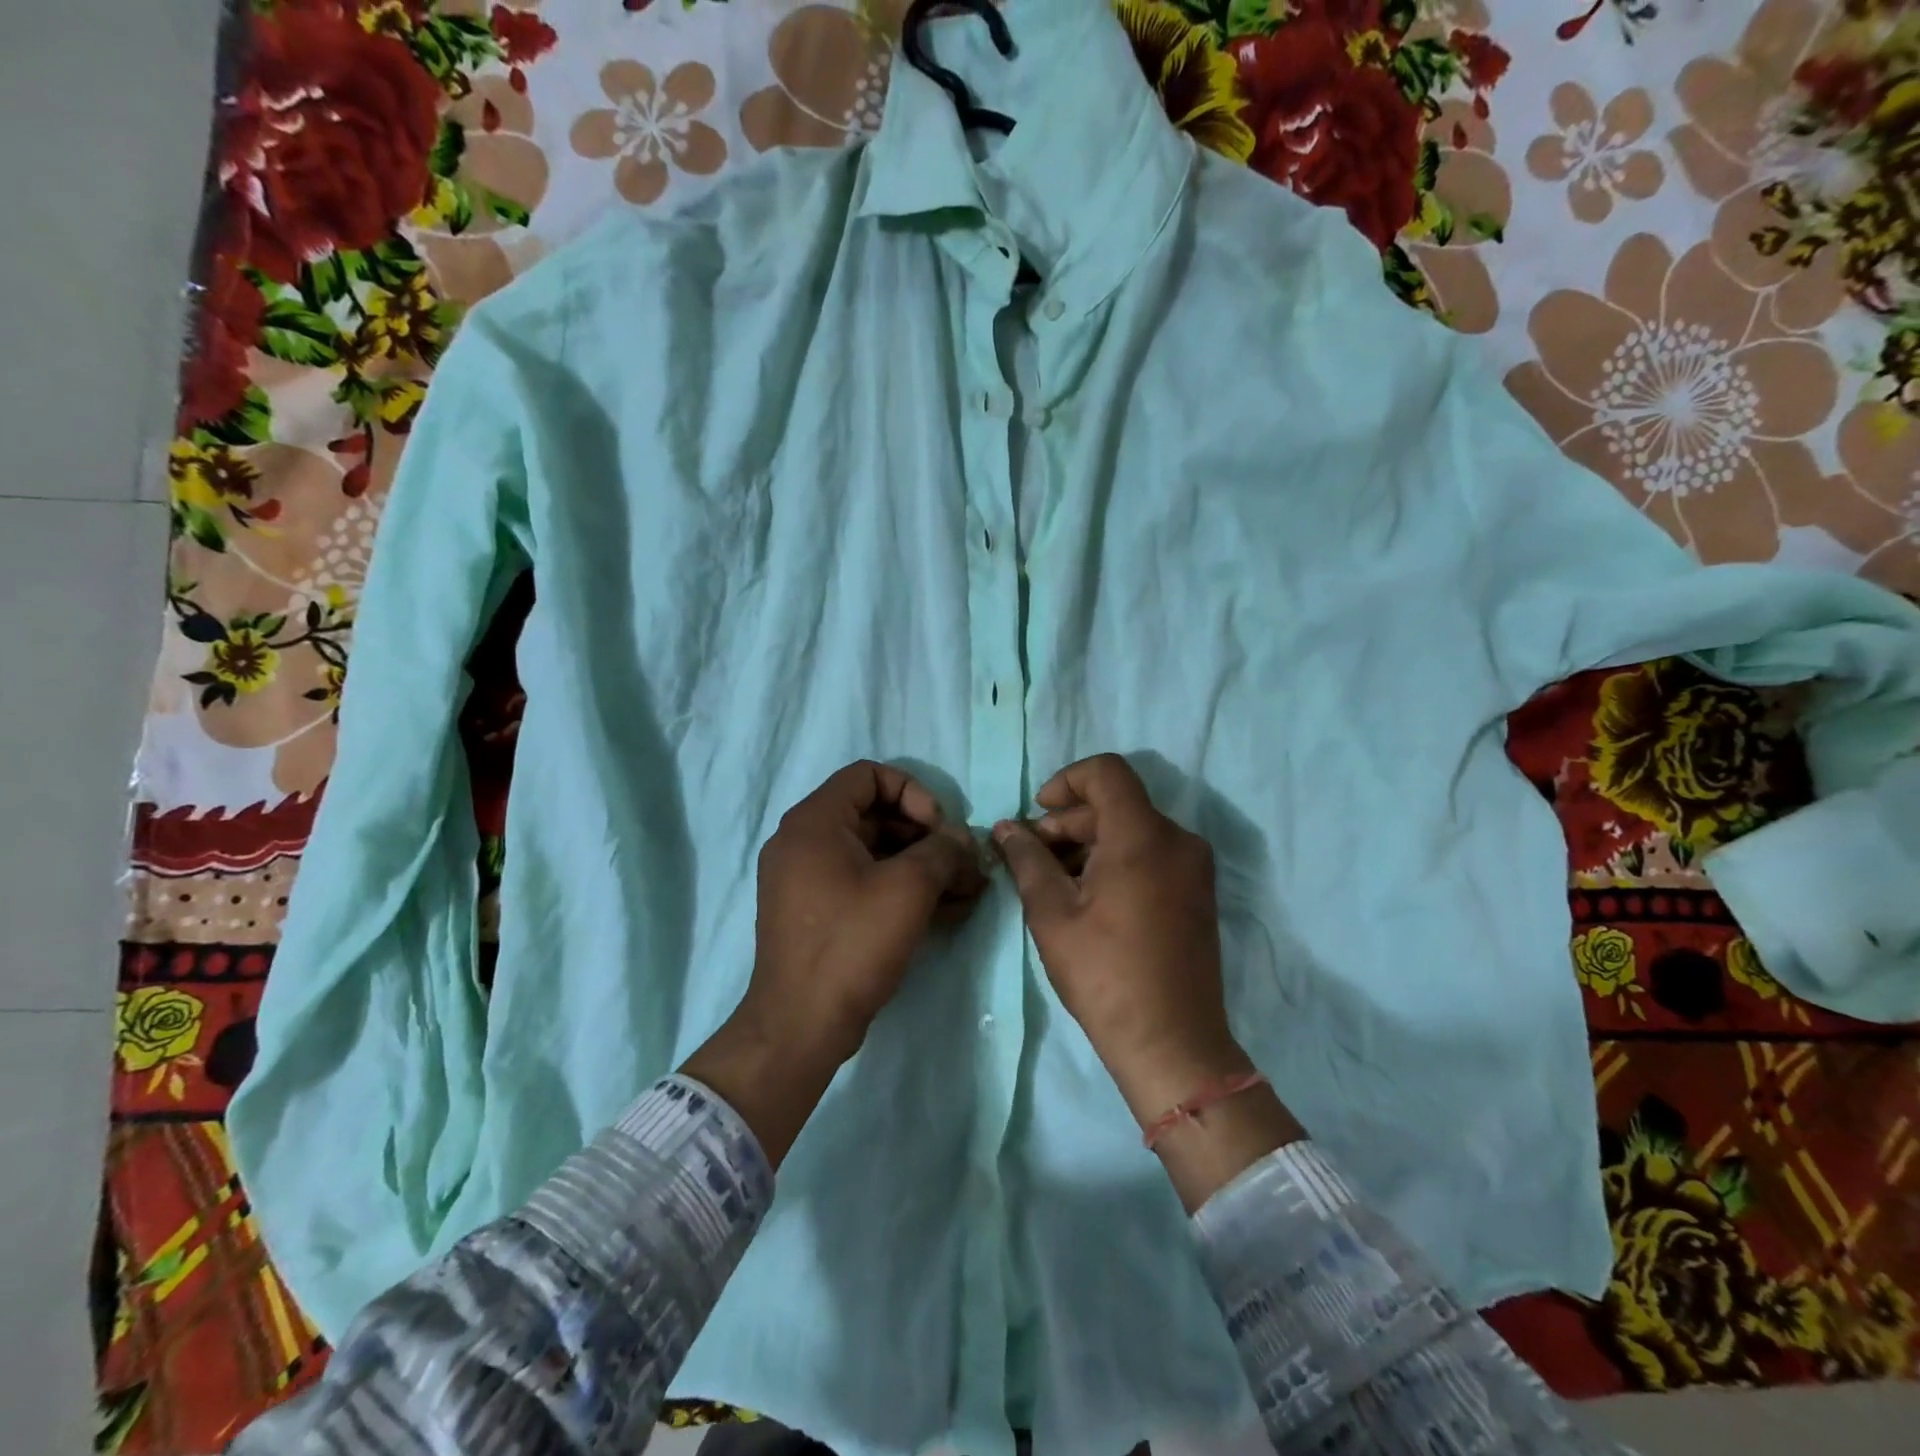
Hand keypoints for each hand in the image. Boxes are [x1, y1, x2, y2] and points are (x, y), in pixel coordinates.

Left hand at [682, 762, 986, 1165]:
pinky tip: (947, 911)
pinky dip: (903, 889)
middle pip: (876, 815)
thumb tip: (960, 839)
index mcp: (814, 822)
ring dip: (923, 866)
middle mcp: (805, 842)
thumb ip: (942, 850)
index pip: (868, 776)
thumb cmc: (852, 944)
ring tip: (967, 891)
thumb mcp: (908, 888)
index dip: (912, 792)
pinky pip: (865, 883)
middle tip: (963, 865)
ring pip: (876, 853)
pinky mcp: (820, 912)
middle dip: (927, 836)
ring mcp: (809, 879)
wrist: (802, 1026)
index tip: (939, 828)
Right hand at [992, 754, 1247, 1121]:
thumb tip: (1005, 827)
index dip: (1065, 781)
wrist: (1172, 1042)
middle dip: (1069, 821)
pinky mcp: (1197, 892)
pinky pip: (1152, 854)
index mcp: (1143, 836)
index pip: (1106, 772)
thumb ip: (1027, 859)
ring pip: (1133, 829)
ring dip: (1090, 843)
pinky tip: (1087, 896)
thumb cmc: (1104, 974)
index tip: (1038, 814)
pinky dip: (1117, 860)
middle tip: (1031, 857)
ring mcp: (1193, 867)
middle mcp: (1177, 839)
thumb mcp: (1052, 913)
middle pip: (1116, 804)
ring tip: (1053, 881)